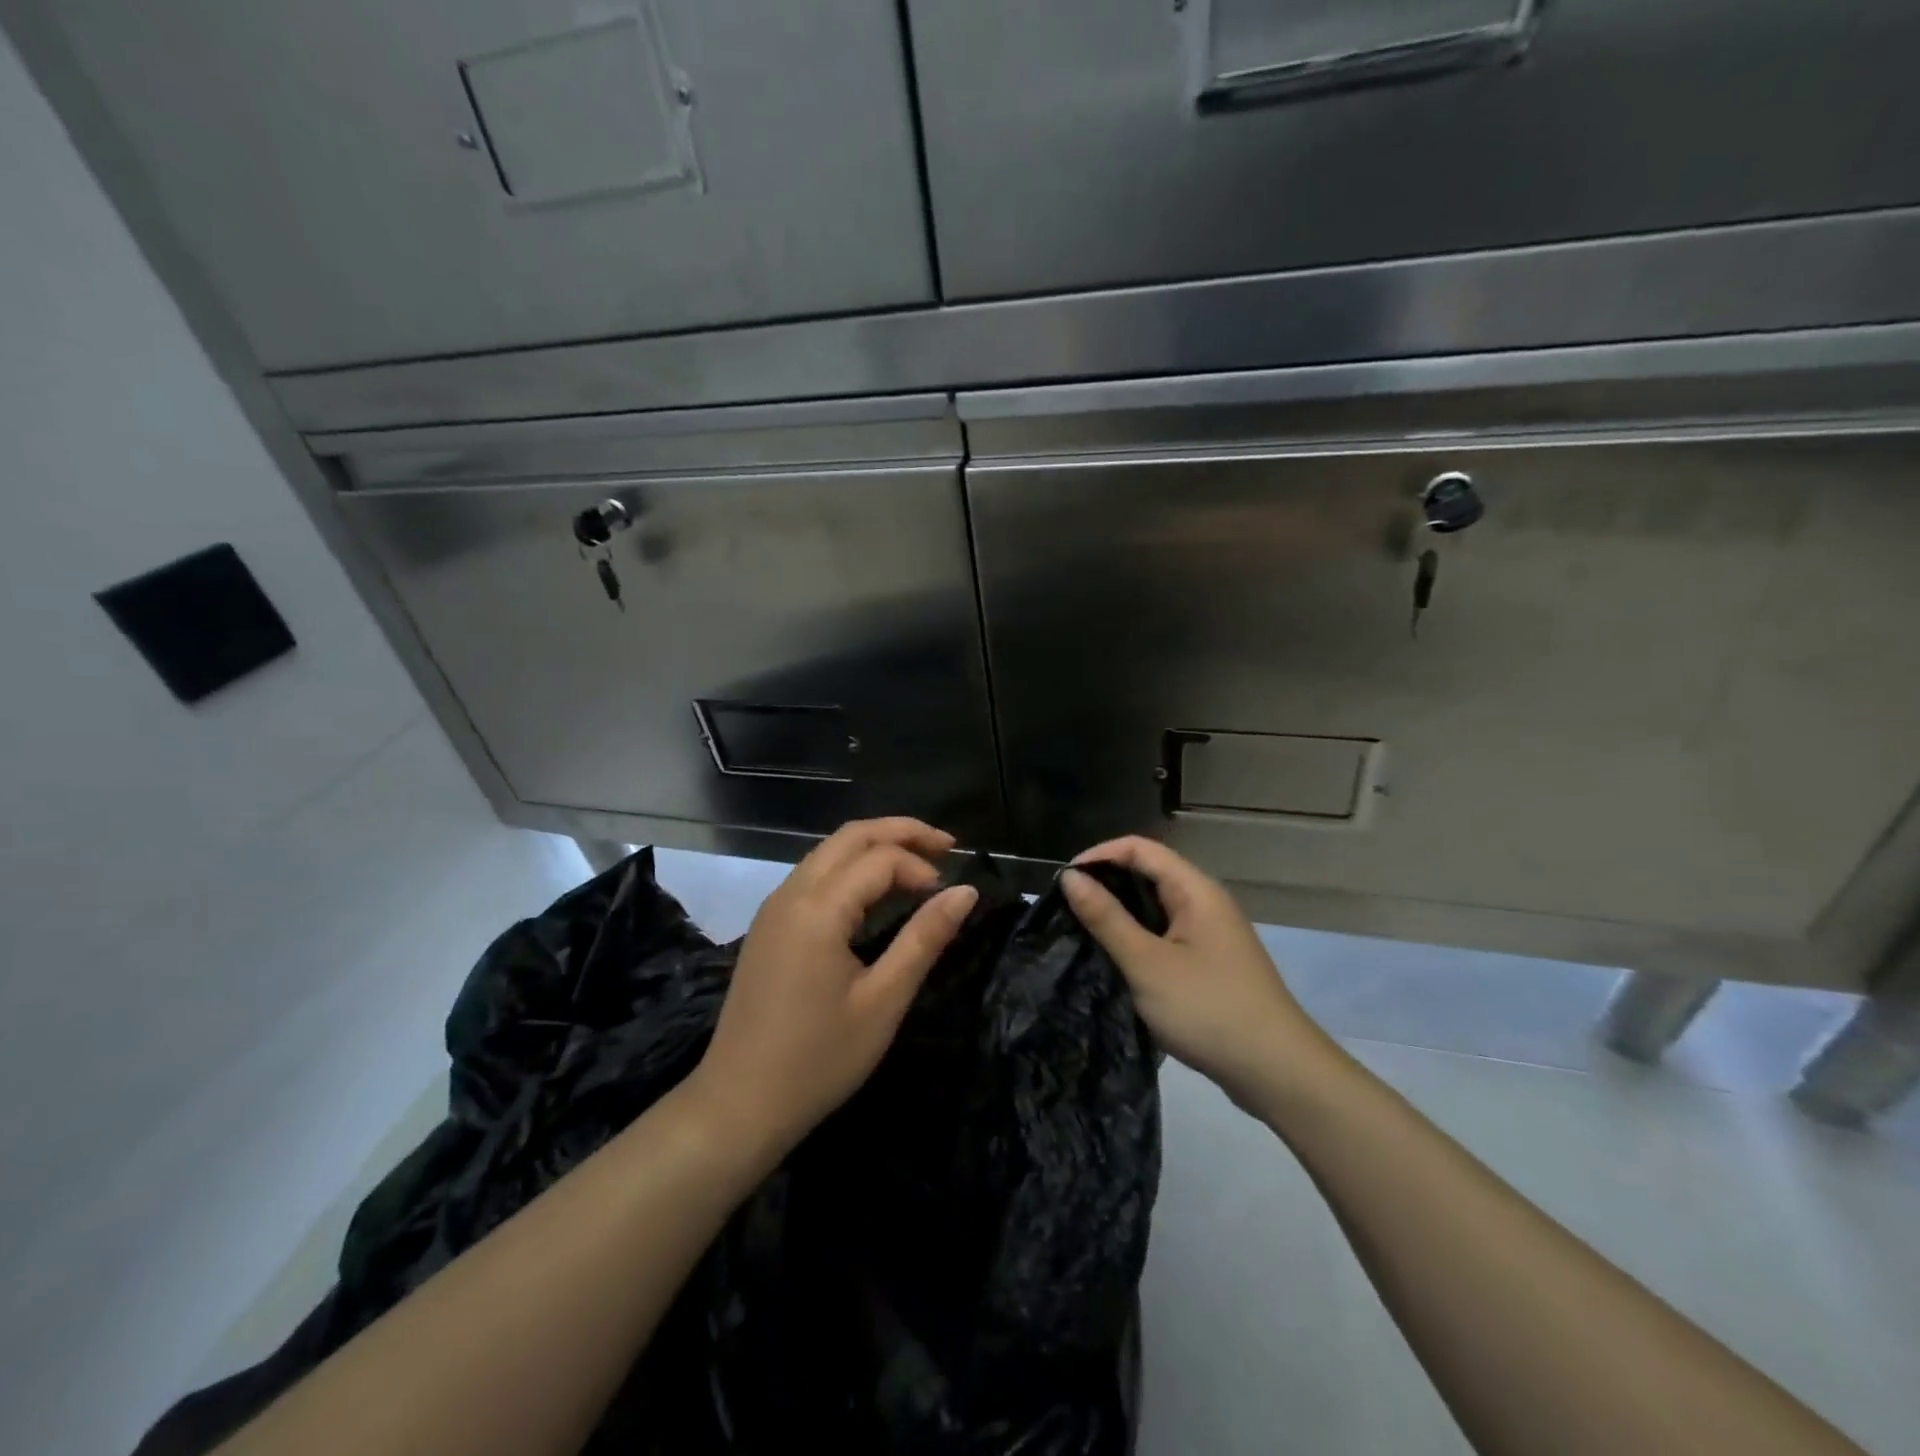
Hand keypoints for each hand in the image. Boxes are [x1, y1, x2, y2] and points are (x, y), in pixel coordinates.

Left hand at [687, 818, 977, 1156]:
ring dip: (875, 847)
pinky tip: (875, 893)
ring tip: (919, 863)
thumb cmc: (818, 1060)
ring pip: (829, 852)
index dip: (921, 866)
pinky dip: (851, 869)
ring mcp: (774, 908)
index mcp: (818, 908)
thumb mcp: (883, 1001)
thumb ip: (924, 938)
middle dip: (901, 832)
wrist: (738, 1105)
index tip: (948, 897)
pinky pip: (814, 875)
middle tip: (946, 845)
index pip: (880, 858)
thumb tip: (966, 892)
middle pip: (850, 836)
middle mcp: (791, 893)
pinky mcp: (768, 926)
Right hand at [1062, 837, 1339, 1110]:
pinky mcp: (1211, 962)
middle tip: (1068, 908)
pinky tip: (1117, 959)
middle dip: (1107, 883)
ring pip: (1157, 906)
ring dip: (1121, 913)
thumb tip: (1070, 877)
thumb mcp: (1147, 963)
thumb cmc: (1208, 1009)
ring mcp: (1211, 934)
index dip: (1100, 855)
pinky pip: (1167, 934)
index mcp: (1195, 890)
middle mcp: (1206, 902)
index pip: (1140, 848)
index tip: (1065, 881)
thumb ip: (1106, 918)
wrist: (1277, 1071)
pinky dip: (1139, 937)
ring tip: (1084, 931)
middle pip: (1150, 873)